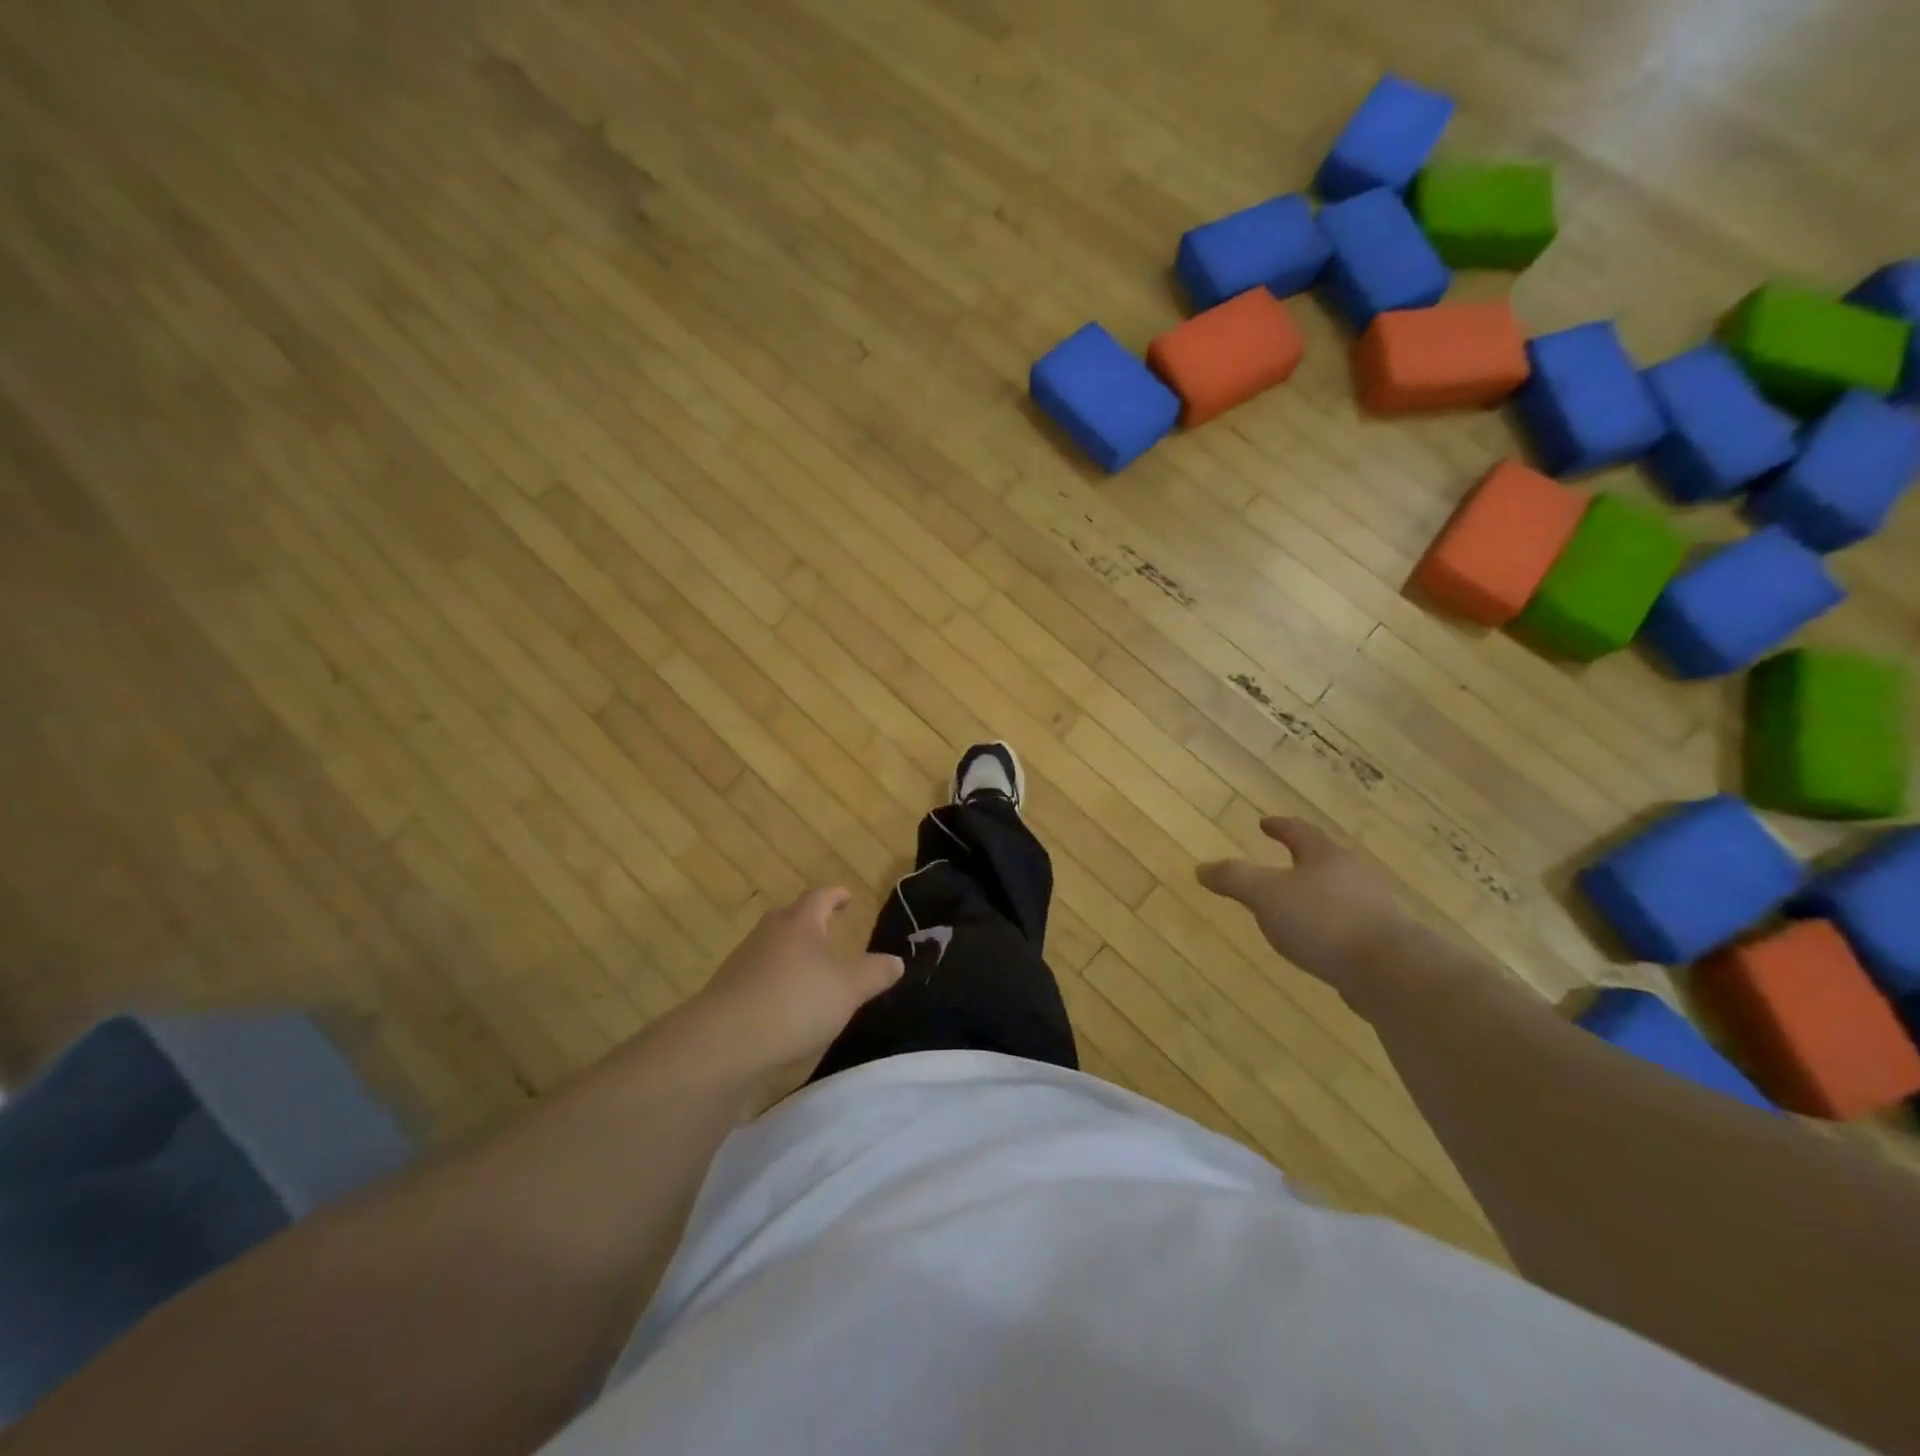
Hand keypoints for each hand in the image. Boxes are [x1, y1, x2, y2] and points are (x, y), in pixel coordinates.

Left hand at [693, 888, 902, 1086]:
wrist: (724, 1042)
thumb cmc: (795, 1002)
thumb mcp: (849, 989)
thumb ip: (875, 973)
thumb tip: (896, 960)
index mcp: (799, 923)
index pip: (819, 897)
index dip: (835, 896)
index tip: (847, 897)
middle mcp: (768, 934)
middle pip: (790, 919)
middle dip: (809, 922)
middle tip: (828, 929)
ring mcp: (743, 962)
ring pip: (772, 948)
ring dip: (791, 954)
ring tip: (810, 970)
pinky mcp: (727, 993)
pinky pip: (758, 977)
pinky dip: (775, 982)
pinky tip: (785, 1004)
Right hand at [1197, 817, 1412, 999]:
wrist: (1392, 971)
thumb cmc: (1323, 920)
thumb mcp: (1266, 896)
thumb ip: (1233, 879)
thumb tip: (1201, 868)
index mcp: (1325, 856)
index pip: (1299, 831)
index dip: (1279, 826)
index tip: (1264, 823)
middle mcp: (1354, 875)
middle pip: (1324, 861)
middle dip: (1301, 862)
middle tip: (1279, 865)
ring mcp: (1373, 908)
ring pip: (1338, 894)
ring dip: (1315, 897)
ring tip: (1292, 910)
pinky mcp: (1383, 942)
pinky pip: (1348, 925)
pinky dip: (1328, 927)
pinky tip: (1316, 944)